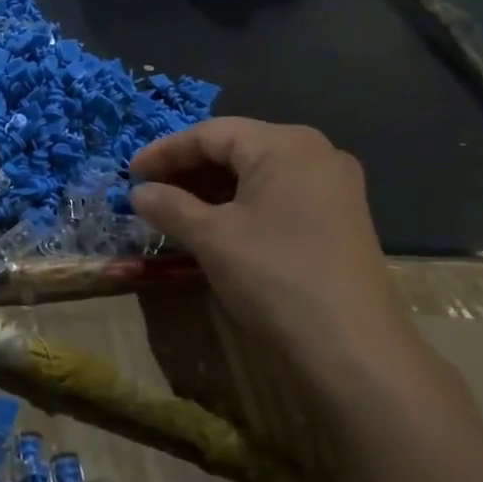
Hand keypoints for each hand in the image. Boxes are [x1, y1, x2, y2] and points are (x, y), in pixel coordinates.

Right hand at [129, 120, 426, 403]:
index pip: (210, 133)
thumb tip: (139, 192)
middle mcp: (315, 153)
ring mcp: (333, 186)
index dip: (164, 151)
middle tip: (149, 193)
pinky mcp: (340, 218)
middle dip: (188, 169)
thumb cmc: (274, 276)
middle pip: (237, 148)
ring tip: (175, 211)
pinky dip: (241, 204)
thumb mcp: (211, 238)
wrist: (353, 348)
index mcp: (284, 144)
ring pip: (258, 173)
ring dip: (212, 189)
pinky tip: (217, 227)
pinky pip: (279, 195)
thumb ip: (169, 206)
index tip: (129, 174)